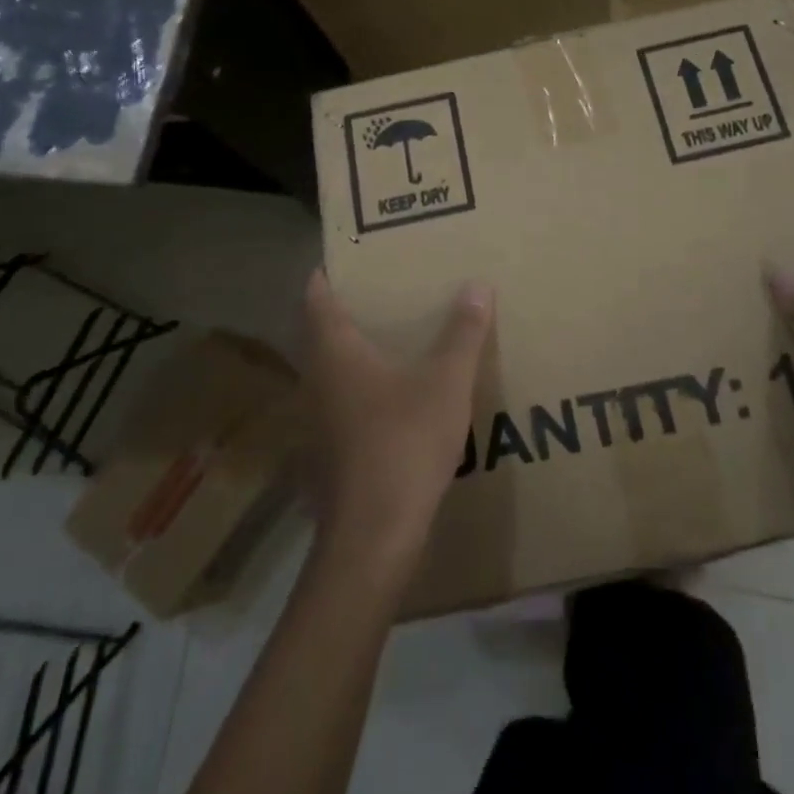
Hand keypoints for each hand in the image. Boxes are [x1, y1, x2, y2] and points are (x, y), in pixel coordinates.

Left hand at [299, 269, 494, 566]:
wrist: (375, 534)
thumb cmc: (404, 443)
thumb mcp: (445, 383)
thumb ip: (462, 334)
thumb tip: (477, 286)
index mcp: (335, 353)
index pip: (316, 299)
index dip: (326, 275)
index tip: (345, 258)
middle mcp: (318, 380)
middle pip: (320, 333)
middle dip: (345, 310)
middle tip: (381, 292)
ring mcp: (319, 420)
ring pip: (330, 371)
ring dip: (353, 351)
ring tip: (391, 337)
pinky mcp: (330, 452)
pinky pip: (342, 402)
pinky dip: (361, 387)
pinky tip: (394, 396)